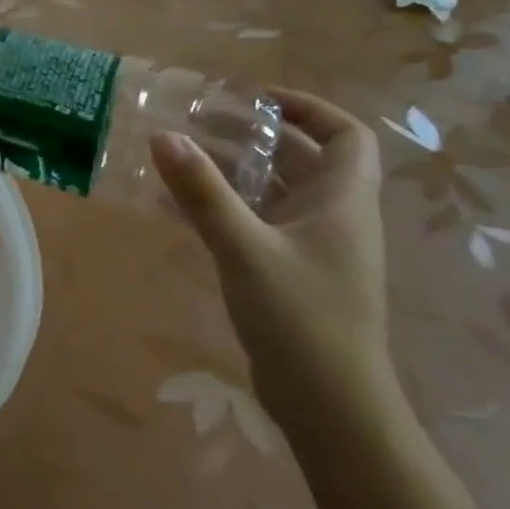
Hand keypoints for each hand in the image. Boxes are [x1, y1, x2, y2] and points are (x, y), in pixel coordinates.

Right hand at [148, 88, 394, 444]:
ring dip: (233, 170)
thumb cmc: (301, 319)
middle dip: (253, 135)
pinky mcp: (291, 273)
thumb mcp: (245, 249)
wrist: (331, 409)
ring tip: (181, 156)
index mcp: (342, 202)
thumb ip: (203, 192)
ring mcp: (313, 248)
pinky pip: (257, 223)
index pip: (346, 135)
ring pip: (275, 191)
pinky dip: (224, 207)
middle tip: (199, 121)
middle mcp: (333, 218)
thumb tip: (163, 135)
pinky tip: (178, 208)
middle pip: (302, 158)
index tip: (254, 99)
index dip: (308, 108)